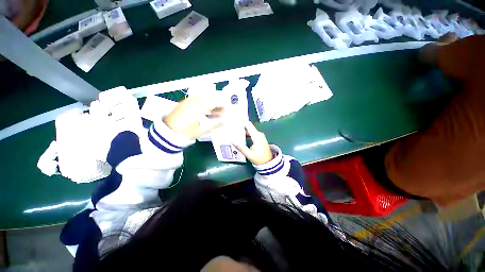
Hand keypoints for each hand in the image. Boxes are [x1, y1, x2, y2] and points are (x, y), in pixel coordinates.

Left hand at [163, 97, 223, 139]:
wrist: (167, 133)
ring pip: (202, 96)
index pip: (212, 103)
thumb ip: (215, 124)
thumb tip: (225, 120)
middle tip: (225, 102)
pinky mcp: (184, 103)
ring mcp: (187, 101)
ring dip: (211, 99)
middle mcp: (192, 101)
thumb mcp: (201, 130)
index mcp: (197, 107)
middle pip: (208, 97)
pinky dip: (204, 101)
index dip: (221, 104)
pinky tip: (208, 107)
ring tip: (218, 105)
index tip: (228, 106)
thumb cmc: (185, 133)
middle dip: (217, 99)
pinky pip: (197, 98)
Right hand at [233, 122, 273, 164]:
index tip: (234, 123)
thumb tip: (232, 140)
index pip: (248, 125)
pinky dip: (247, 134)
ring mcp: (260, 136)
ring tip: (235, 132)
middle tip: (232, 128)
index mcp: (257, 136)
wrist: (268, 163)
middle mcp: (259, 134)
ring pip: (250, 130)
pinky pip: (252, 134)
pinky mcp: (260, 138)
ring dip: (243, 131)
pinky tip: (241, 137)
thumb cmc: (259, 159)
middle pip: (249, 127)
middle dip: (241, 127)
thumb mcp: (249, 154)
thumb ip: (240, 147)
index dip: (241, 123)